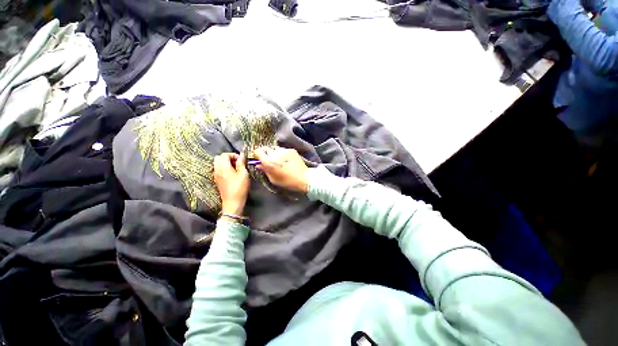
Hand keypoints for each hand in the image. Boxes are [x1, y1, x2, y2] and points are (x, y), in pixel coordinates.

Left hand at [214, 153, 249, 214]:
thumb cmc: (240, 187)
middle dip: (228, 157)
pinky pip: (218, 169)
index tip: (241, 160)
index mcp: (223, 166)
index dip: (233, 155)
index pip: (224, 154)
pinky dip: (224, 168)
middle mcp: (217, 169)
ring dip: (226, 163)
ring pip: (218, 163)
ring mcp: (215, 175)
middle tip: (237, 163)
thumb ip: (241, 163)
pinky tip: (232, 174)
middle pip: (219, 157)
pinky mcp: (217, 180)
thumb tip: (241, 155)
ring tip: (236, 168)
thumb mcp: (243, 174)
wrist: (232, 202)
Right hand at [253, 147, 308, 193]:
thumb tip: (258, 164)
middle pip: (266, 148)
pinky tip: (287, 160)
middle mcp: (275, 154)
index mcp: (269, 162)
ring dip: (275, 153)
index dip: (257, 154)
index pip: (257, 151)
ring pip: (275, 149)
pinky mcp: (291, 150)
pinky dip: (283, 154)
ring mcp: (284, 150)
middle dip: (266, 154)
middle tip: (269, 160)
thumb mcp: (273, 179)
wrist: (304, 178)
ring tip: (280, 161)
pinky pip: (283, 150)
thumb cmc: (287, 181)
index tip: (258, 158)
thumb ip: (264, 170)